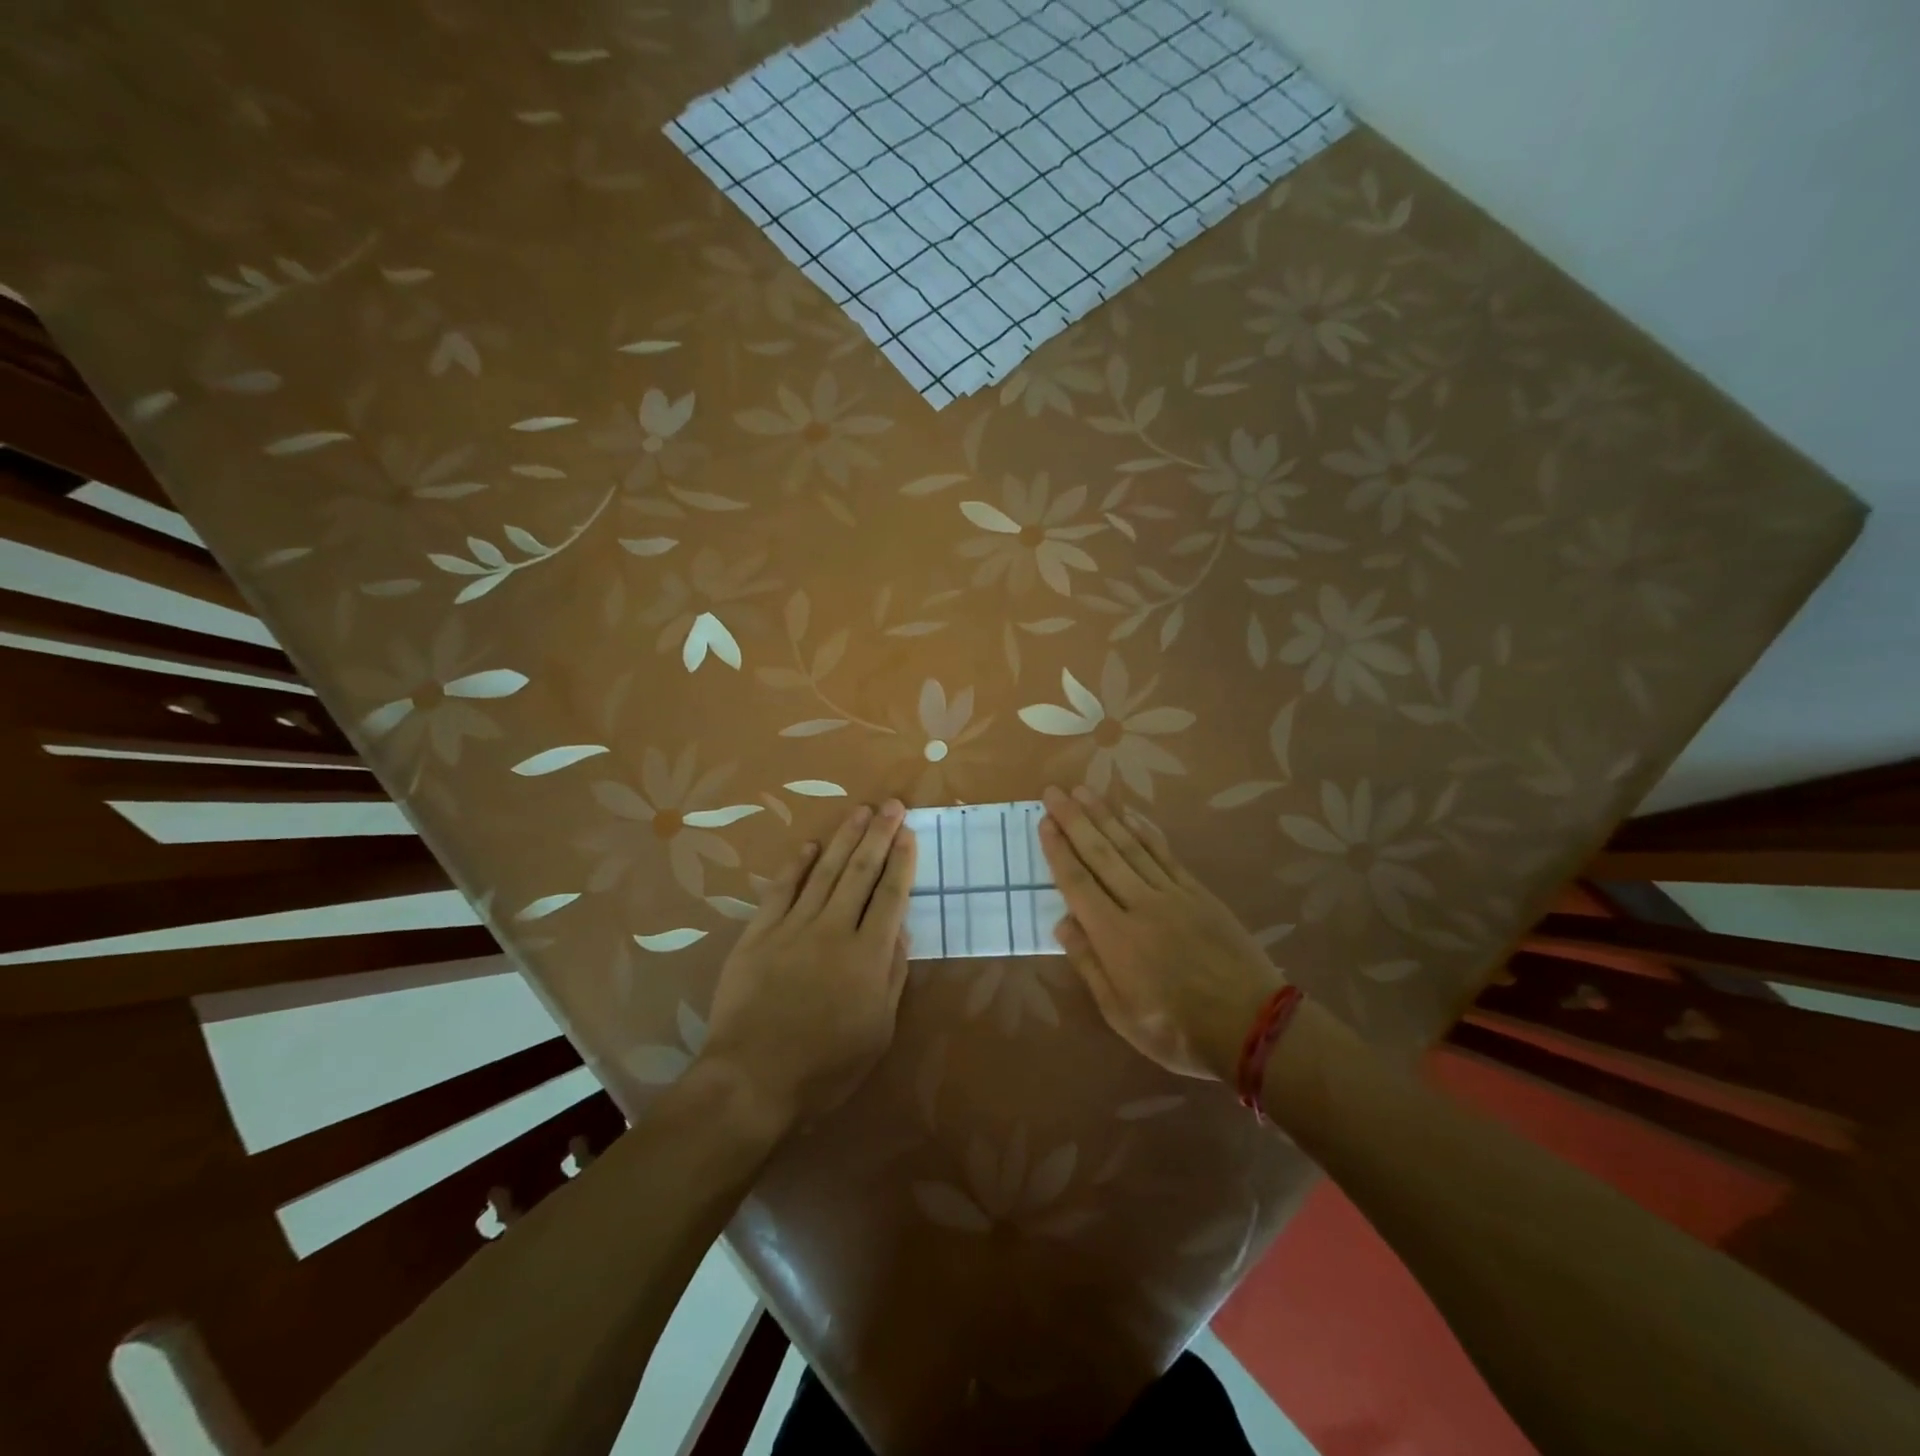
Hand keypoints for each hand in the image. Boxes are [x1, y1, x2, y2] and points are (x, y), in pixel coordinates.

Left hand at [702, 800, 916, 1127]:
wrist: (752, 1079)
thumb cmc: (825, 1066)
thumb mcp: (878, 1031)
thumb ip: (891, 976)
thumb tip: (901, 932)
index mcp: (867, 955)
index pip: (891, 896)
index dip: (902, 861)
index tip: (909, 833)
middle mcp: (833, 930)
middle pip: (861, 873)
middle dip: (879, 836)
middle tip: (891, 805)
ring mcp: (793, 928)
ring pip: (824, 872)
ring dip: (844, 840)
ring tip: (859, 812)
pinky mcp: (758, 935)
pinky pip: (780, 891)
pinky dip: (795, 866)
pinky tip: (810, 846)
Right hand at [1040, 785, 1283, 1081]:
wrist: (1252, 1026)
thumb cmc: (1177, 1030)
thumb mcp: (1120, 1013)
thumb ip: (1090, 965)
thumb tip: (1063, 923)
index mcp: (1115, 937)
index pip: (1078, 883)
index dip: (1058, 851)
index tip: (1044, 822)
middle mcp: (1140, 905)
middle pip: (1101, 854)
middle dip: (1074, 820)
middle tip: (1054, 791)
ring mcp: (1173, 895)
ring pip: (1131, 846)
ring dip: (1105, 816)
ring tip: (1084, 791)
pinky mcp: (1199, 893)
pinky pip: (1166, 855)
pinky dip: (1146, 832)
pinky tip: (1131, 816)